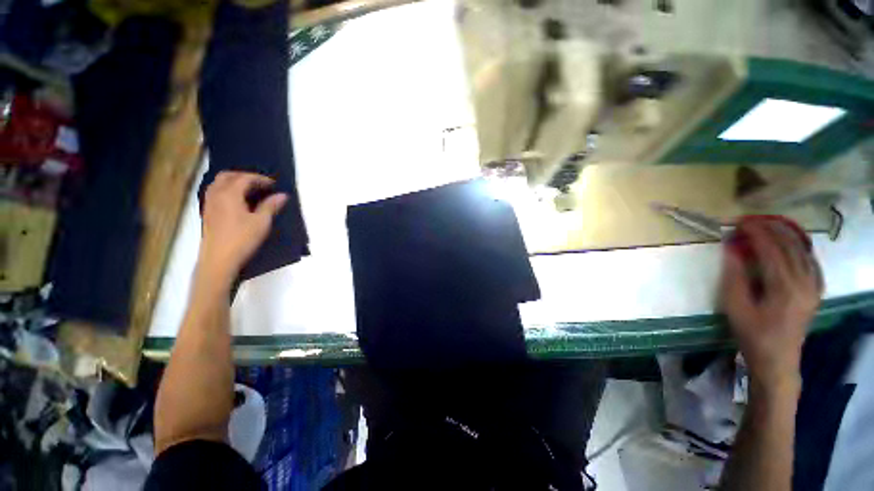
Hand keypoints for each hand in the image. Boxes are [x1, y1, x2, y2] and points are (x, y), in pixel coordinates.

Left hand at [199, 171, 286, 283]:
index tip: (274, 185)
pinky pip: (215, 193)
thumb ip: (271, 206)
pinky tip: (237, 202)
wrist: (219, 259)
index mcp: (229, 194)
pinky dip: (227, 191)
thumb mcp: (261, 222)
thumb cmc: (242, 239)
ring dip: (234, 183)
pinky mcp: (208, 213)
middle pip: (227, 176)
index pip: (245, 178)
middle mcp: (216, 194)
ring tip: (249, 191)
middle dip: (244, 176)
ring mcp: (209, 204)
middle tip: (260, 184)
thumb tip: (282, 195)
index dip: (260, 179)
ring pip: (219, 184)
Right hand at [721, 219, 822, 393]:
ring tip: (767, 226)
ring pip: (804, 251)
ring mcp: (814, 287)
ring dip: (786, 235)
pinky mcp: (816, 291)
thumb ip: (734, 277)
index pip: (771, 249)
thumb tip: (732, 249)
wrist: (778, 361)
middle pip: (790, 246)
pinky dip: (799, 247)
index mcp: (784, 288)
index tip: (739, 222)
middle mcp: (805, 282)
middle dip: (770, 229)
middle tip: (750, 221)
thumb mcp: (735, 308)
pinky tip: (789, 244)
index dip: (756, 232)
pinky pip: (811, 261)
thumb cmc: (752, 335)